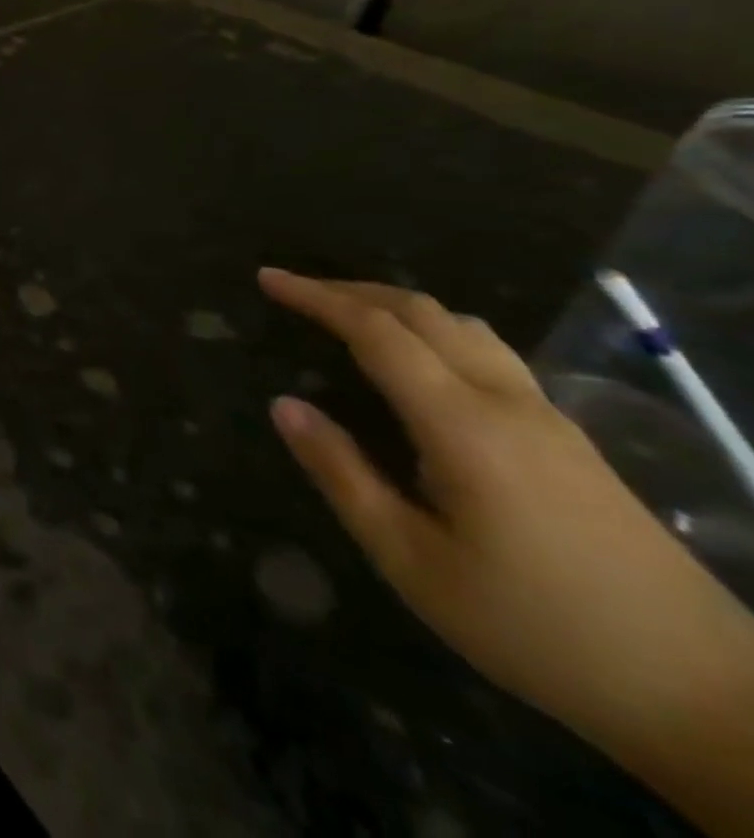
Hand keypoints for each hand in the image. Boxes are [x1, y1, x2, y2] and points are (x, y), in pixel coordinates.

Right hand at [259, 268, 753, 810]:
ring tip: (347, 315)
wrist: (707, 696)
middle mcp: (506, 402)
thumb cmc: (535, 628)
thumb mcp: (412, 562)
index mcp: (461, 425)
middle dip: (350, 289)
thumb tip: (283, 405)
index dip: (316, 297)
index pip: (376, 331)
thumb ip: (342, 474)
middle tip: (293, 290)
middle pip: (422, 312)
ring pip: (463, 326)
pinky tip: (419, 361)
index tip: (267, 278)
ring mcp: (547, 417)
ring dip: (395, 305)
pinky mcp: (569, 439)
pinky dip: (433, 330)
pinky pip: (489, 352)